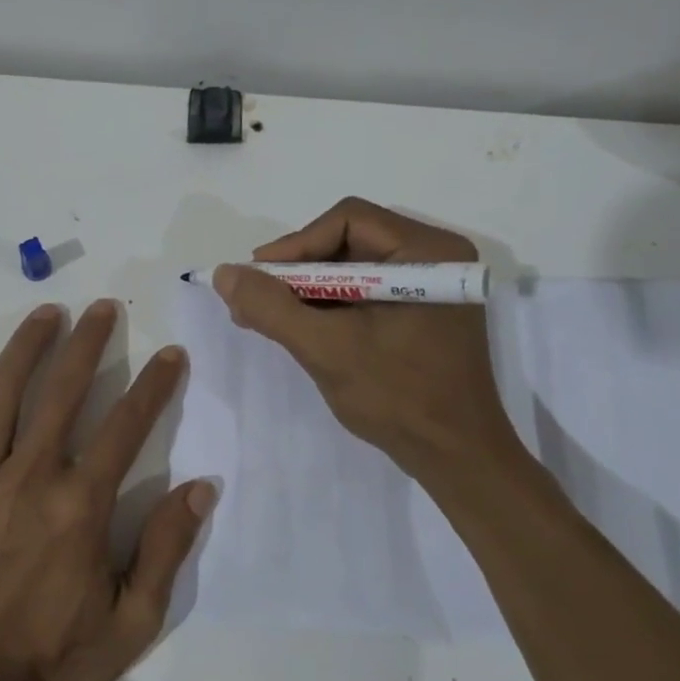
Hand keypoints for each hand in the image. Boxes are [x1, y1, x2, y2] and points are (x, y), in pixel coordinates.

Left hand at [0, 300, 214, 680]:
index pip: (126, 427)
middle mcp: (30, 477)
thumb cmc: (50, 659)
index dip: (154, 385)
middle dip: (88, 344)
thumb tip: (201, 487)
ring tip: (46, 313)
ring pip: (1, 396)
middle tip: (102, 308)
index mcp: (80, 506)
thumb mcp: (131, 623)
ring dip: (26, 348)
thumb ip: (166, 550)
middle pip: (62, 393)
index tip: (170, 354)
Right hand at [213, 197, 530, 485]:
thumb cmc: (399, 398)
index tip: (257, 278)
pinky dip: (328, 306)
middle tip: (255, 299)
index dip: (295, 245)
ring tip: (266, 317)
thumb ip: (272, 307)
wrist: (456, 459)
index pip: (347, 221)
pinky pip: (364, 293)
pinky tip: (298, 328)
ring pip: (352, 268)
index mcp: (427, 252)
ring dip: (307, 290)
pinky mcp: (420, 313)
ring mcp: (429, 287)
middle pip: (348, 242)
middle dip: (297, 271)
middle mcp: (434, 257)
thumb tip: (224, 273)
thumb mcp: (326, 348)